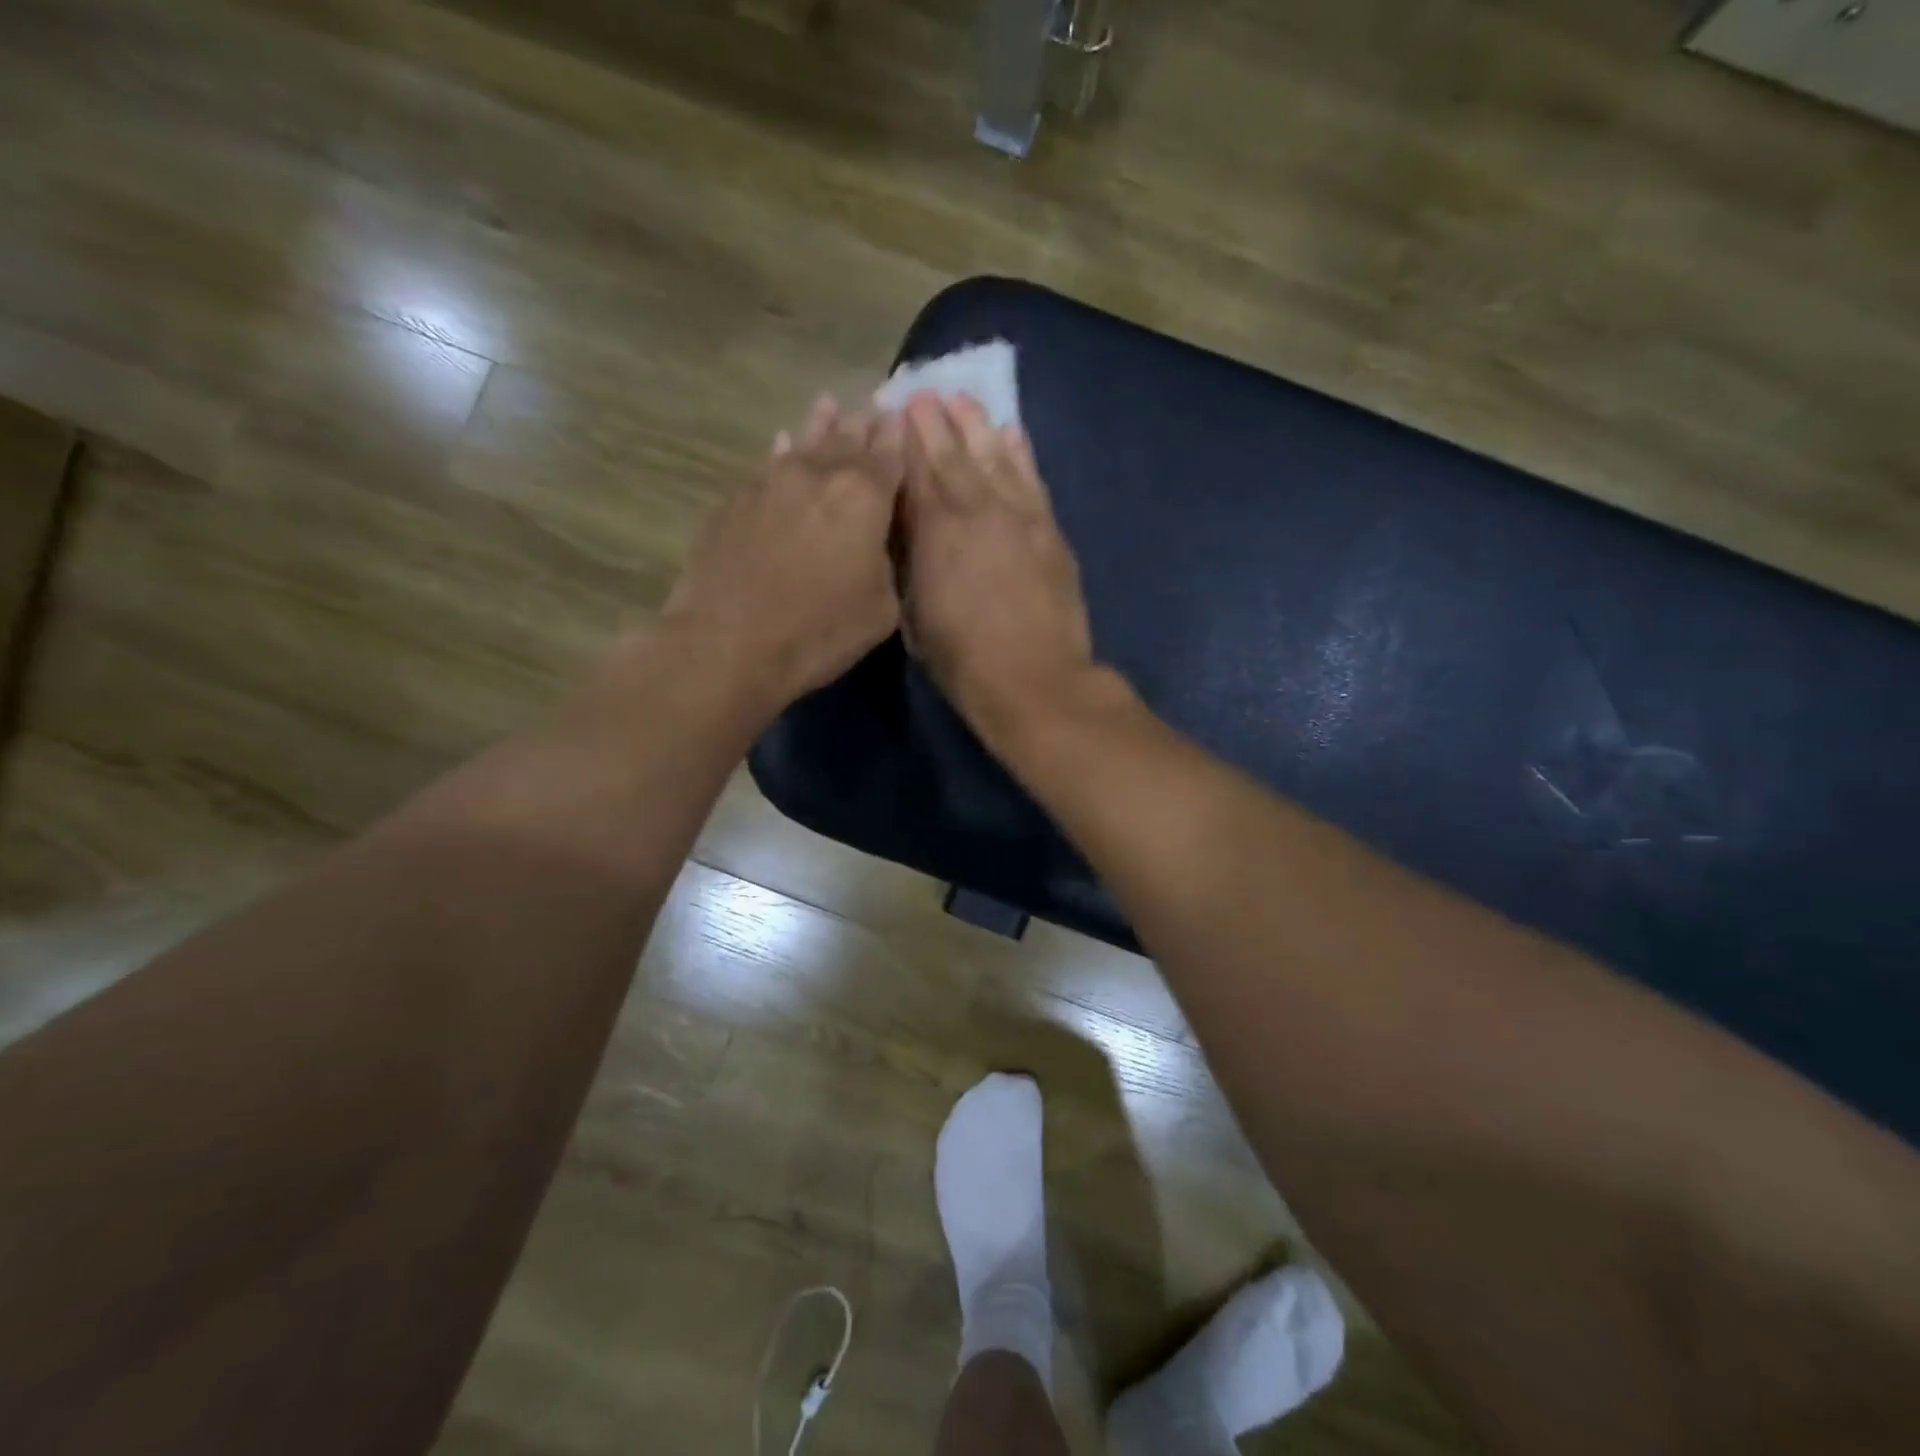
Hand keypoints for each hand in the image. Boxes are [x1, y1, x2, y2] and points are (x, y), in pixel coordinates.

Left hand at [657, 396, 904, 721]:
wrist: (728, 643)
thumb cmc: (819, 630)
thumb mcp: (882, 608)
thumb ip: (888, 562)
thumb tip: (878, 541)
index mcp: (864, 495)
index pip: (890, 454)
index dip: (899, 437)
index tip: (904, 418)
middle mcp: (818, 474)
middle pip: (847, 439)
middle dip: (864, 425)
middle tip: (874, 407)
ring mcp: (770, 482)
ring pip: (803, 443)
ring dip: (820, 425)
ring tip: (828, 404)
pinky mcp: (734, 501)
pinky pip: (767, 466)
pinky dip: (782, 453)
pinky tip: (781, 445)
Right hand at [898, 393, 1097, 744]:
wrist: (1034, 678)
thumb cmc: (962, 659)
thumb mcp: (915, 616)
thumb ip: (911, 563)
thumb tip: (907, 530)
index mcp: (934, 532)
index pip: (915, 472)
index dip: (903, 441)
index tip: (892, 413)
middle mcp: (976, 510)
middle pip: (952, 455)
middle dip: (935, 422)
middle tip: (922, 393)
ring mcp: (1018, 515)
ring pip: (994, 457)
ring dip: (976, 426)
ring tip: (963, 400)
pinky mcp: (1049, 529)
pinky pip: (1032, 478)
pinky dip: (1020, 452)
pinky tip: (1011, 432)